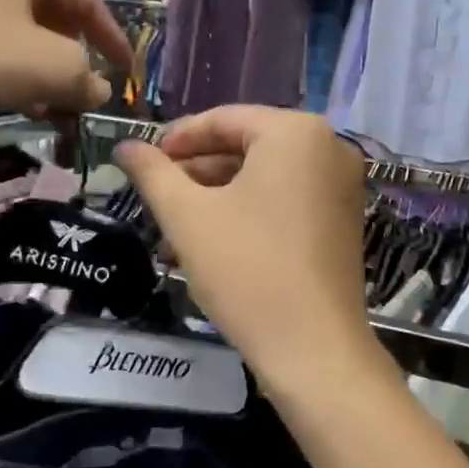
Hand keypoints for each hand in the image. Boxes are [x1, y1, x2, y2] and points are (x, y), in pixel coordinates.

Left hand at [0, 0, 132, 120]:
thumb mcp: (48, 70)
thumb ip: (87, 78)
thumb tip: (97, 89)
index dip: (112, 40)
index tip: (126, 73)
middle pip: (50, 8)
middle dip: (71, 53)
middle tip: (82, 88)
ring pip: (14, 20)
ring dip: (37, 60)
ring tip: (45, 99)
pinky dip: (2, 56)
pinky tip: (3, 90)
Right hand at [114, 106, 388, 395]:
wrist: (313, 347)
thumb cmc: (246, 269)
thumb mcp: (188, 216)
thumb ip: (153, 172)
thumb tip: (125, 146)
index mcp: (296, 131)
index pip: (224, 119)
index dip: (177, 139)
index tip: (143, 162)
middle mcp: (329, 146)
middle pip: (247, 146)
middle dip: (196, 174)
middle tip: (156, 198)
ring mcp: (342, 184)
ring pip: (265, 177)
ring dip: (217, 198)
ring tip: (174, 231)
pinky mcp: (343, 217)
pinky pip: (287, 199)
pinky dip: (249, 212)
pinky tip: (211, 242)